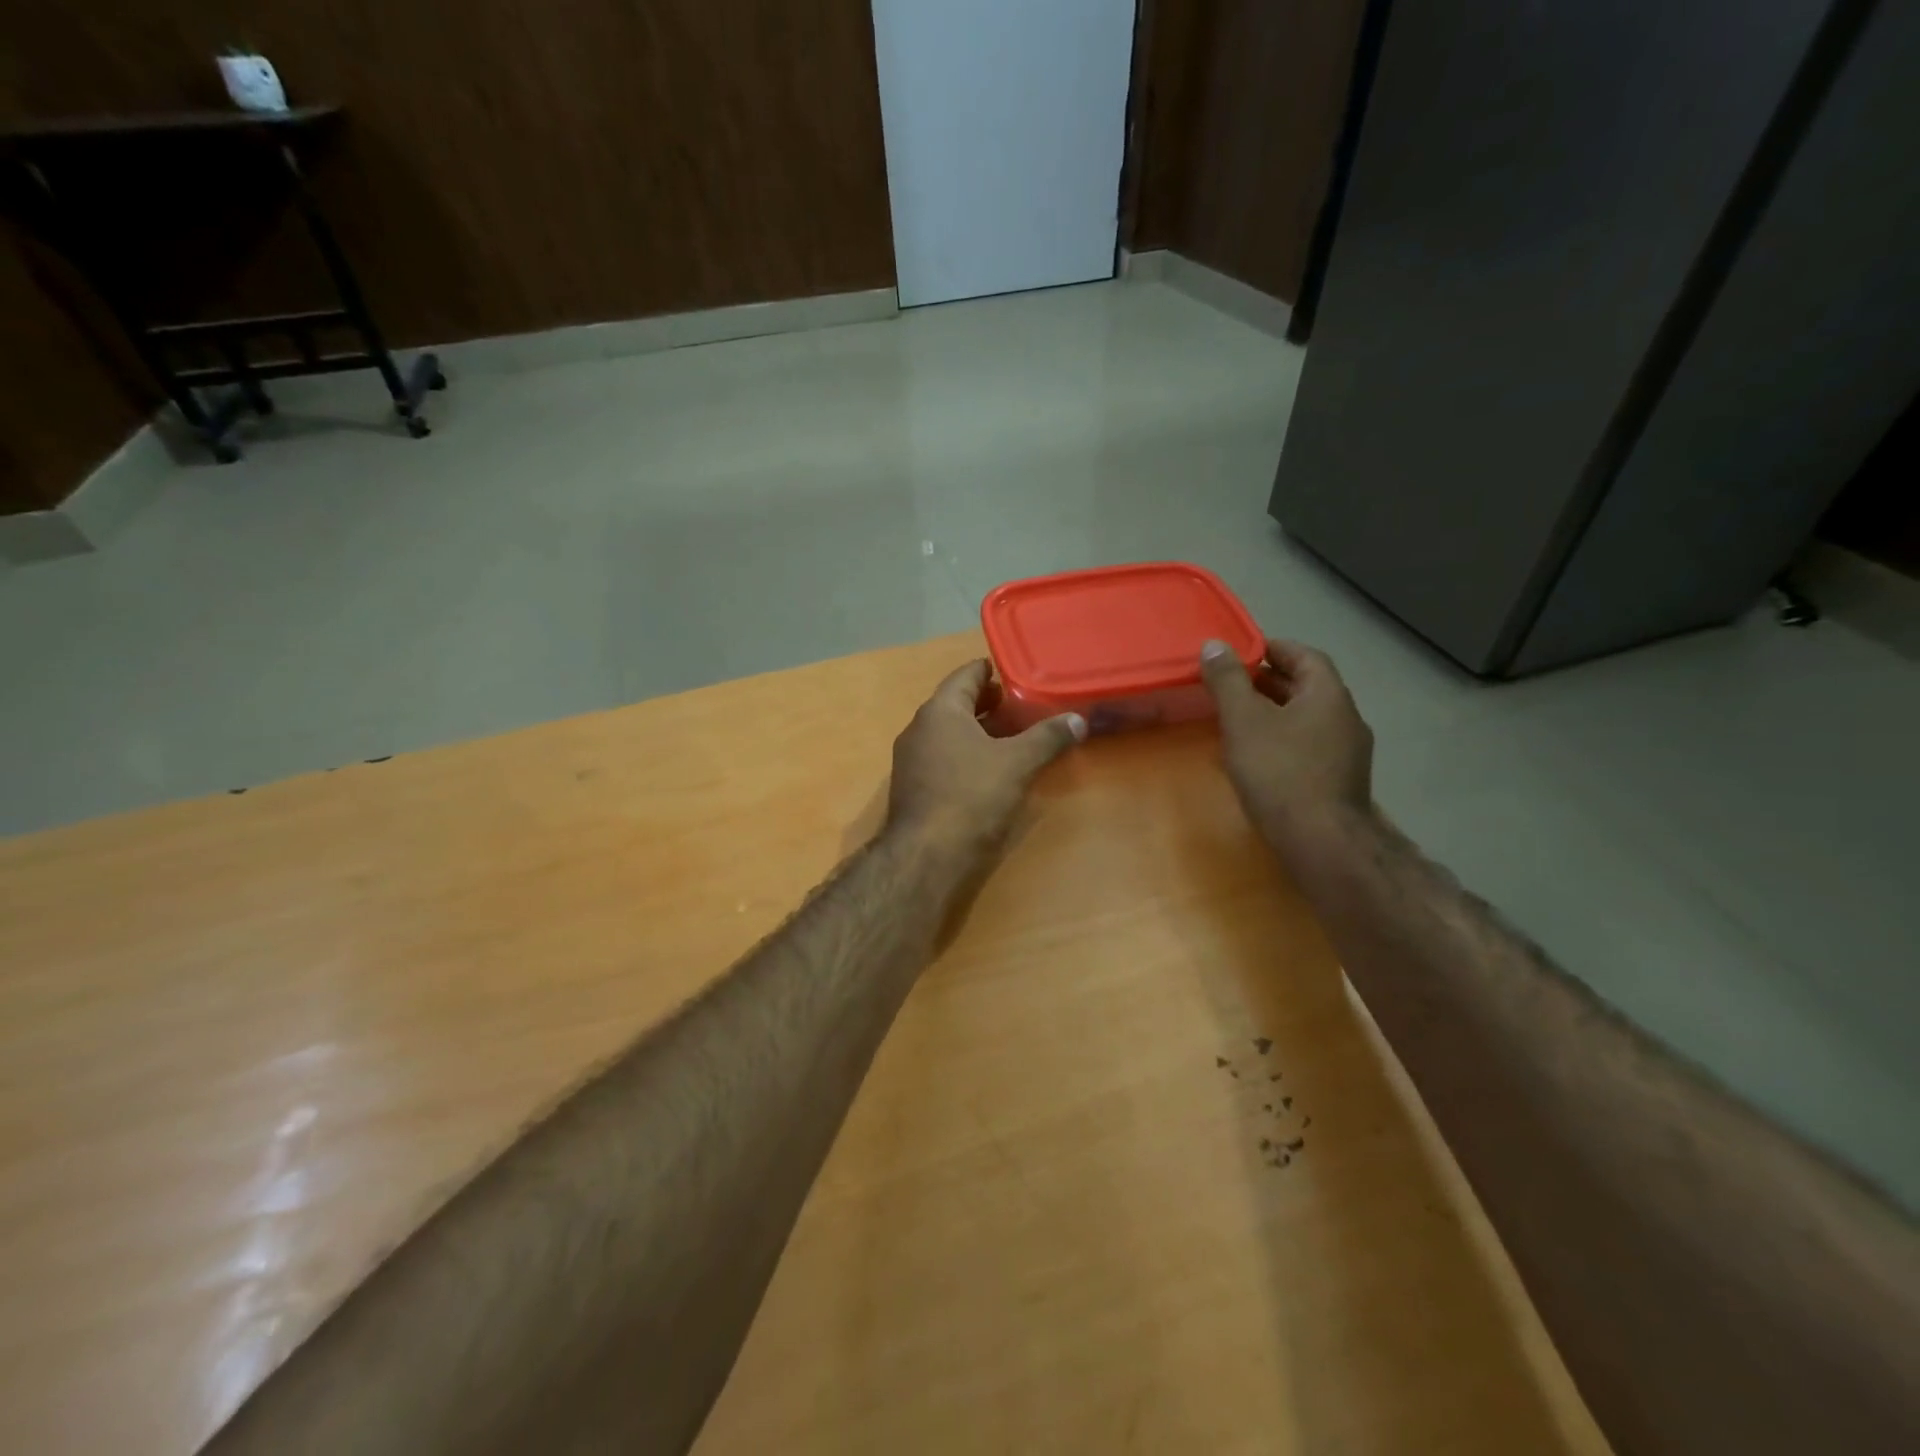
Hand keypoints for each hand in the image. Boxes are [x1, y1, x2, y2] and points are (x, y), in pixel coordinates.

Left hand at [886, 660, 1086, 851]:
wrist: (925, 855)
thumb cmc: (972, 796)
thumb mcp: (1018, 763)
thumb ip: (1047, 738)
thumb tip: (1078, 719)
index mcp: (940, 711)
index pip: (965, 675)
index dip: (990, 671)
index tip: (1013, 673)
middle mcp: (919, 728)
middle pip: (956, 704)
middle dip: (987, 704)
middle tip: (1019, 706)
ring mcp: (911, 759)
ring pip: (948, 733)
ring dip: (977, 731)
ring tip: (1010, 737)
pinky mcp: (912, 787)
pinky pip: (942, 758)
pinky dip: (965, 755)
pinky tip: (987, 770)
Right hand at [1199, 637, 1374, 854]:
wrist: (1321, 841)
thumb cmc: (1279, 772)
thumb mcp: (1244, 720)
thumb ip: (1228, 681)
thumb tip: (1215, 645)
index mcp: (1328, 694)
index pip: (1305, 656)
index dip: (1274, 648)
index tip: (1242, 652)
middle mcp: (1346, 717)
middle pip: (1307, 687)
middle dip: (1269, 682)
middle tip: (1232, 684)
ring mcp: (1348, 752)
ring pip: (1308, 719)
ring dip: (1275, 713)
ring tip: (1238, 719)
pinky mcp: (1340, 781)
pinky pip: (1309, 746)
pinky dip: (1283, 740)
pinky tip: (1258, 757)